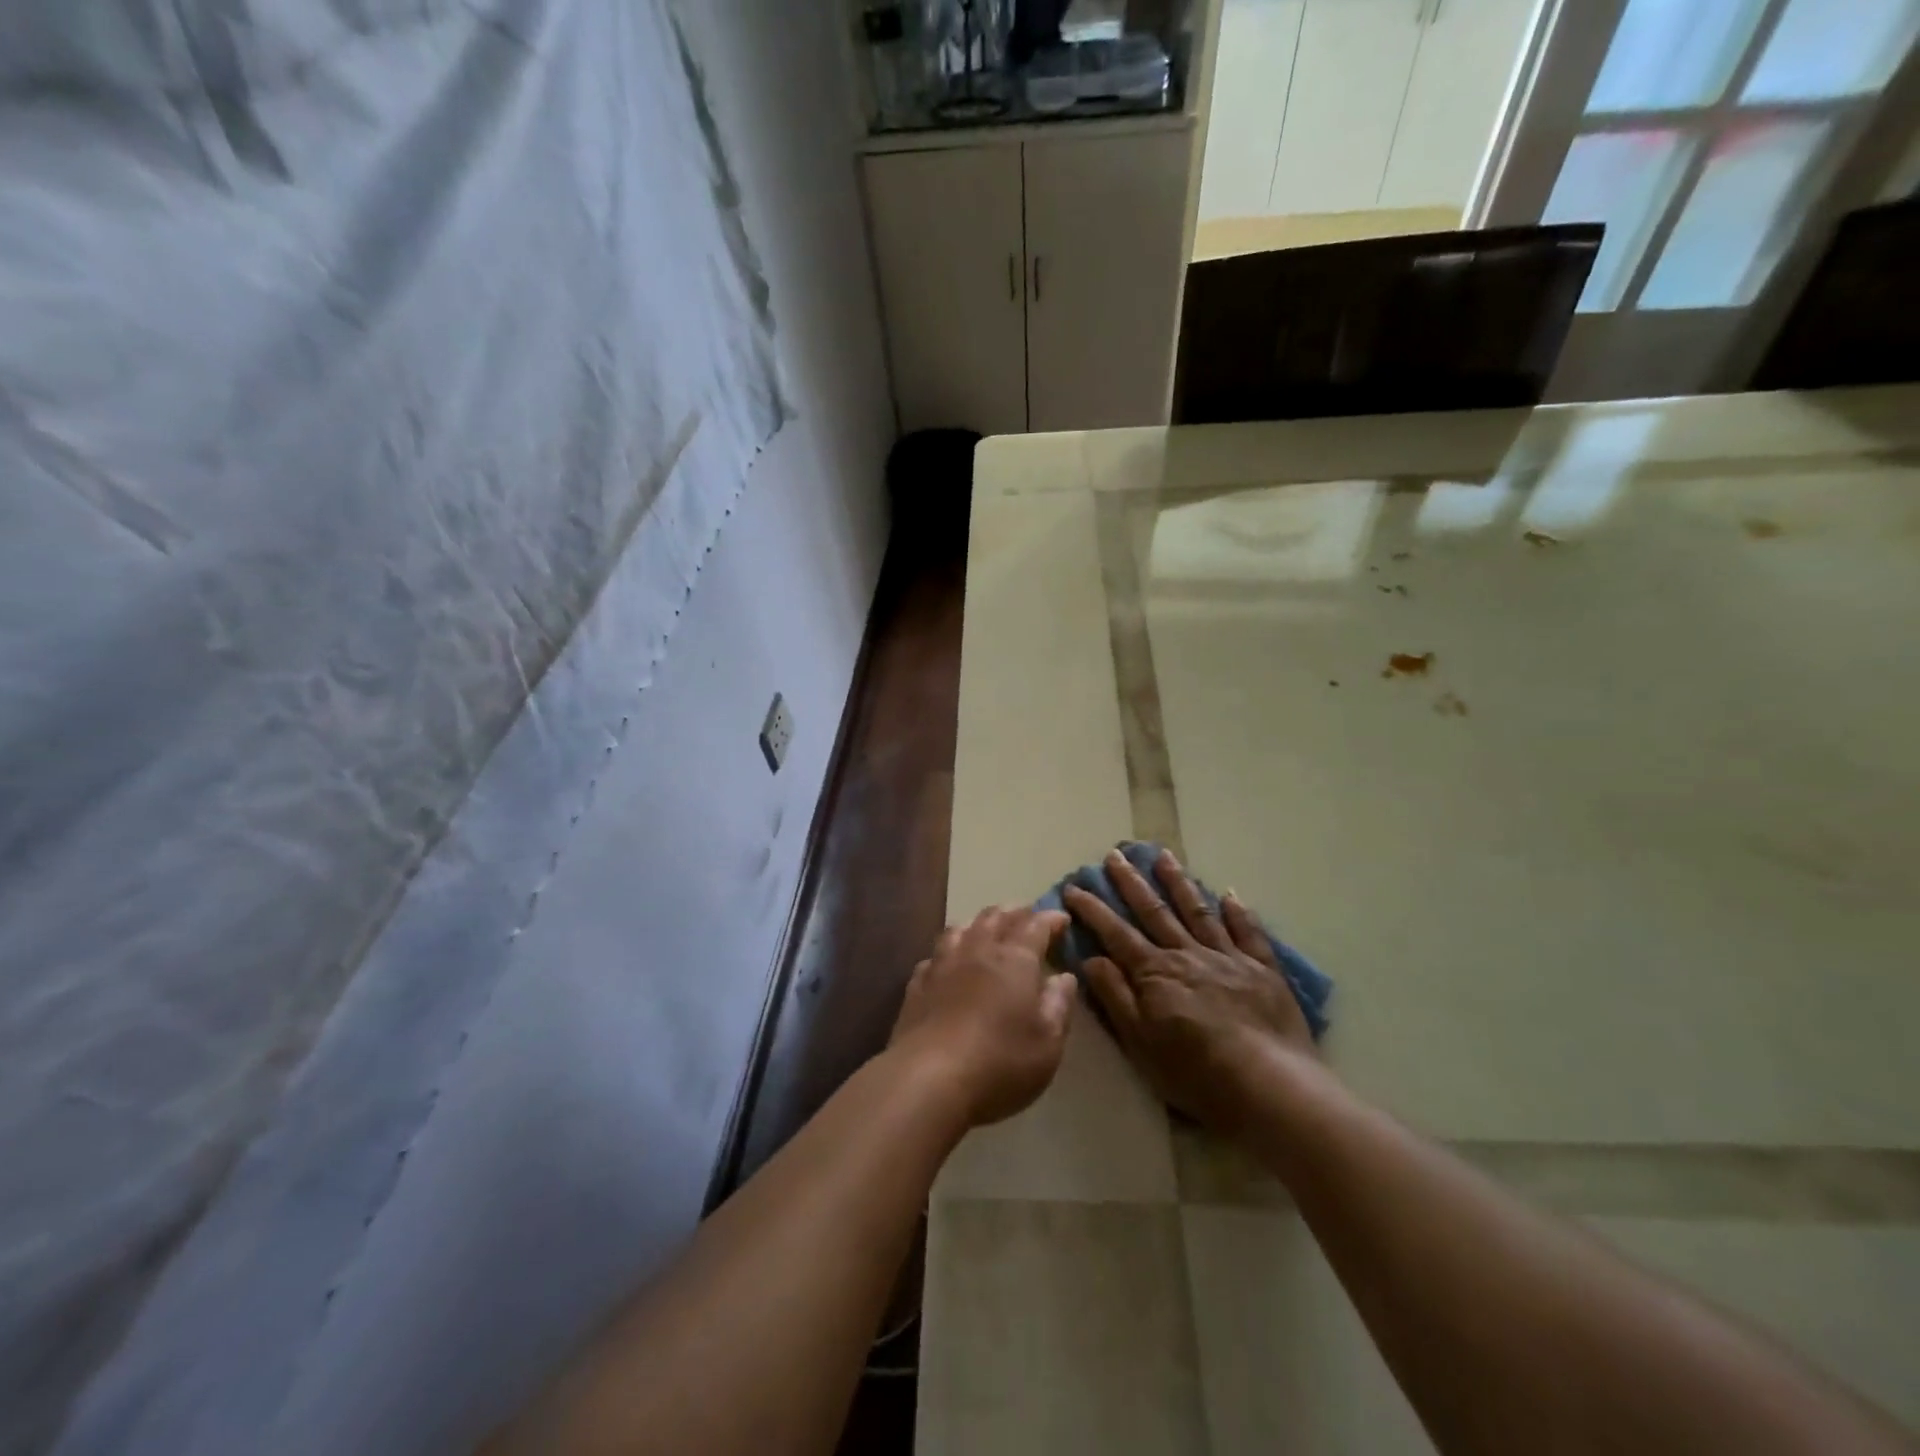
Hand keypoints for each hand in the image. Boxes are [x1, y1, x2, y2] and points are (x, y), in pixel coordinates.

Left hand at [889, 906, 1078, 1128]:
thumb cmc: (1000, 1062)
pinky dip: (948, 950)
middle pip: (995, 918)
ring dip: (979, 922)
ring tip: (987, 926)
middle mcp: (977, 951)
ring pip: (961, 929)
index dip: (1050, 919)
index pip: (1035, 926)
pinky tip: (948, 960)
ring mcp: (942, 965)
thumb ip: (1058, 1005)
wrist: (928, 1078)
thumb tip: (1064, 977)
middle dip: (1015, 912)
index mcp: (1015, 960)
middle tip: (1026, 914)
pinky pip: (934, 955)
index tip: (1062, 918)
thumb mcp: (1047, 1042)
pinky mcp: (917, 985)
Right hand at [1063, 848, 1314, 1134]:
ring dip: (1178, 882)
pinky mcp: (1262, 969)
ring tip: (1164, 855)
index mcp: (1155, 972)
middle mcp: (1187, 954)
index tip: (1074, 887)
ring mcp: (1227, 957)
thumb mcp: (1141, 1043)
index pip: (1116, 933)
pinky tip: (1230, 894)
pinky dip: (1238, 912)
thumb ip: (1116, 997)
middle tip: (1115, 854)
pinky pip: (1248, 932)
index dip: (1093, 910)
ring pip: (1197, 911)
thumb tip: (1091, 958)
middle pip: (1154, 911)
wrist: (1270, 1085)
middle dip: (1131, 882)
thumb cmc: (1196, 1072)